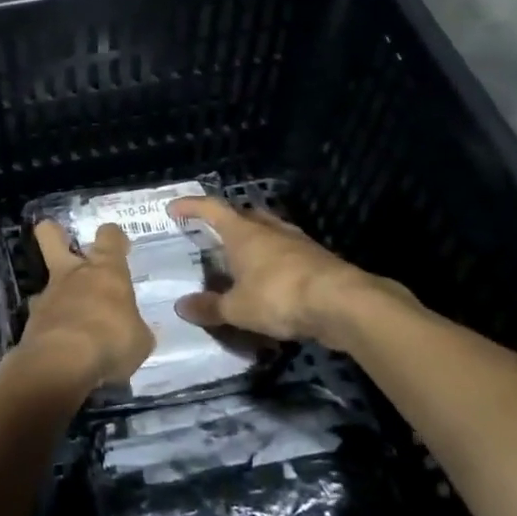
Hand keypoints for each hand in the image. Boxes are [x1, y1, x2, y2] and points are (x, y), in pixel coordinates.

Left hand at [13, 221, 154, 394]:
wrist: (61, 364)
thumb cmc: (111, 341)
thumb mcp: (139, 340)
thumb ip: (134, 328)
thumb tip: (132, 329)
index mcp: (106, 271)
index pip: (109, 236)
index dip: (114, 237)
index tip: (120, 246)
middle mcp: (73, 275)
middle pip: (51, 235)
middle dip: (54, 233)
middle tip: (64, 243)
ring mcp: (48, 296)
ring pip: (47, 282)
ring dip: (58, 296)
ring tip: (73, 320)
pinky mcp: (31, 322)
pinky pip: (43, 317)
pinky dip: (51, 327)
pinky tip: (62, 346)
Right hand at [169, 198, 411, 344]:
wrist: (342, 302)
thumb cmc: (279, 296)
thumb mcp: (237, 308)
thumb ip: (210, 307)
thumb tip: (182, 306)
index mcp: (243, 233)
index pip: (211, 209)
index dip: (191, 206)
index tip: (174, 208)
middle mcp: (269, 230)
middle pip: (244, 215)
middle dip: (227, 222)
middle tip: (212, 234)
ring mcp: (297, 242)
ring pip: (269, 233)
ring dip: (253, 241)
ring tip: (241, 257)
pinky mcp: (317, 260)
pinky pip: (287, 254)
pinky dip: (274, 262)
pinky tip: (271, 280)